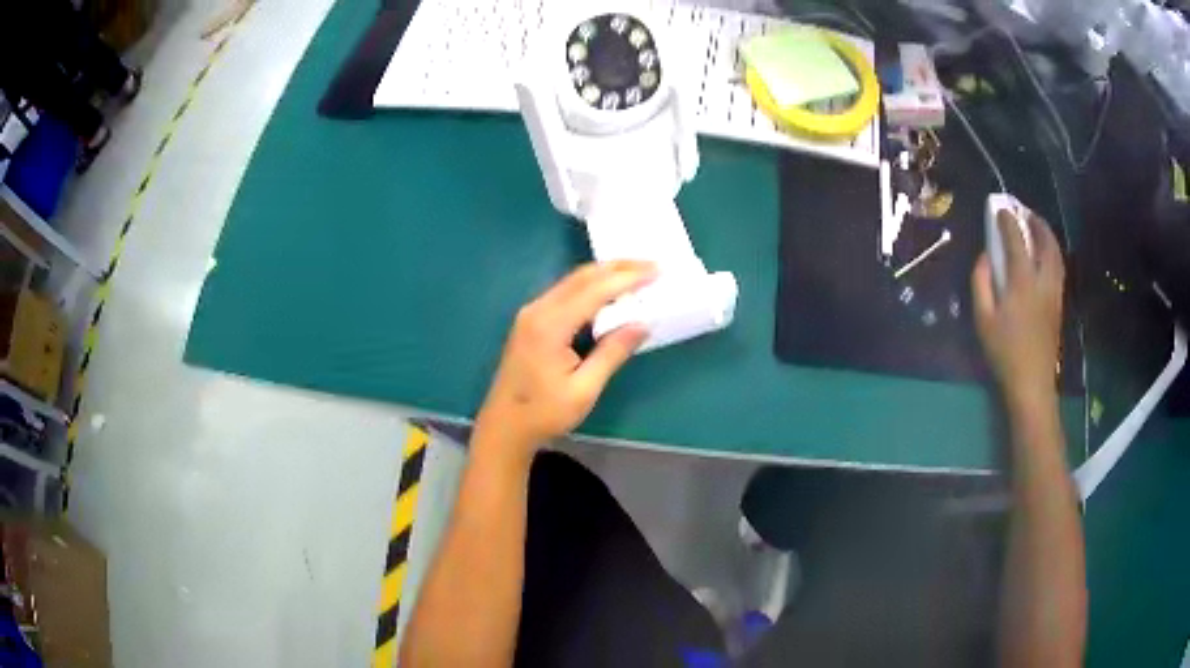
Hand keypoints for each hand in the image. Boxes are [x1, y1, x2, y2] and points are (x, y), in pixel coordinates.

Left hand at [472, 261, 655, 464]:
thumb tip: (642, 324)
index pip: (595, 290)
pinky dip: (591, 286)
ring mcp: (531, 313)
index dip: (628, 278)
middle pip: (582, 276)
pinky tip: (609, 291)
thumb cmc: (544, 413)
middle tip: (652, 265)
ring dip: (605, 274)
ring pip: (573, 281)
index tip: (657, 271)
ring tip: (637, 273)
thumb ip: (612, 353)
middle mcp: (538, 310)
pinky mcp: (531, 320)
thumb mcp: (584, 389)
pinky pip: (565, 292)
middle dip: (618, 267)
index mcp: (550, 325)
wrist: (504, 426)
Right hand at [972, 211, 1064, 410]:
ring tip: (1036, 226)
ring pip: (1056, 253)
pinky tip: (1044, 253)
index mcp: (1022, 282)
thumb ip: (981, 282)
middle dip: (1034, 221)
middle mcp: (1043, 280)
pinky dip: (1051, 251)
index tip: (999, 209)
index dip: (1007, 221)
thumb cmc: (1004, 352)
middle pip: (1045, 241)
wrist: (1032, 383)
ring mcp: (1054, 291)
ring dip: (1046, 234)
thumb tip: (985, 256)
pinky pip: (1058, 266)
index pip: (1016, 240)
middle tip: (1023, 211)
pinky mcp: (1059, 303)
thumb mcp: (983, 319)